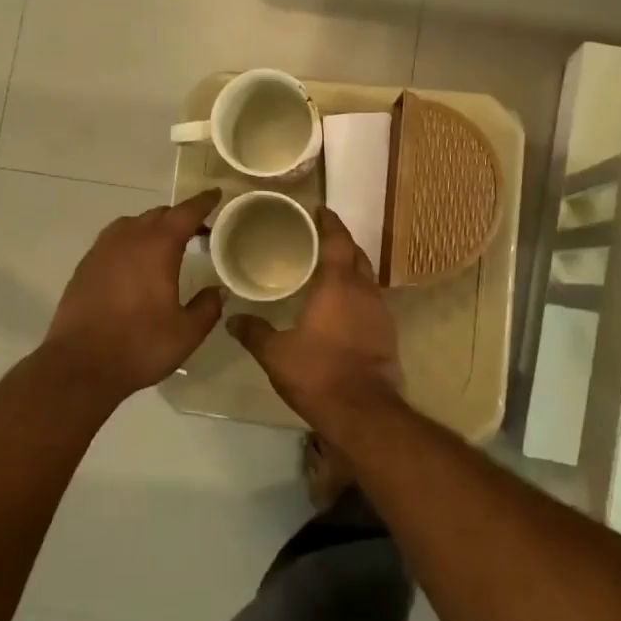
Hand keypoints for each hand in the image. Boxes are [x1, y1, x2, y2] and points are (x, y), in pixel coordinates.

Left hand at [43, 189, 224, 406]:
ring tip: (166, 246)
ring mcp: (101, 251)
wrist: (79, 366)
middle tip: (198, 231)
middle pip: (158, 215)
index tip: (215, 194)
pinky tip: (135, 265)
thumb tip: (217, 291)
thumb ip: (207, 307)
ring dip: (152, 228)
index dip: (203, 202)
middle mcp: (128, 239)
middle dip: (179, 218)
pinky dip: (131, 242)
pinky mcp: (84, 267)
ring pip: (132, 224)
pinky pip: (113, 241)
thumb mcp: (187, 333)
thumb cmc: (139, 346)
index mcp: (158, 247)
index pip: (185, 213)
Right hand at [228, 208, 400, 420]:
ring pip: (367, 278)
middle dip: (341, 242)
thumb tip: (232, 319)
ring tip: (329, 270)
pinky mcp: (387, 333)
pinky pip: (371, 301)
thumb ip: (254, 332)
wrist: (362, 411)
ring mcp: (380, 312)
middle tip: (320, 238)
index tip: (320, 209)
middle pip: (356, 254)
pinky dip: (358, 293)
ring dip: (352, 268)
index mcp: (338, 284)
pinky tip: (342, 306)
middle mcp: (364, 290)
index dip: (329, 222)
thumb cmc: (317, 373)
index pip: (338, 240)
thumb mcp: (276, 353)